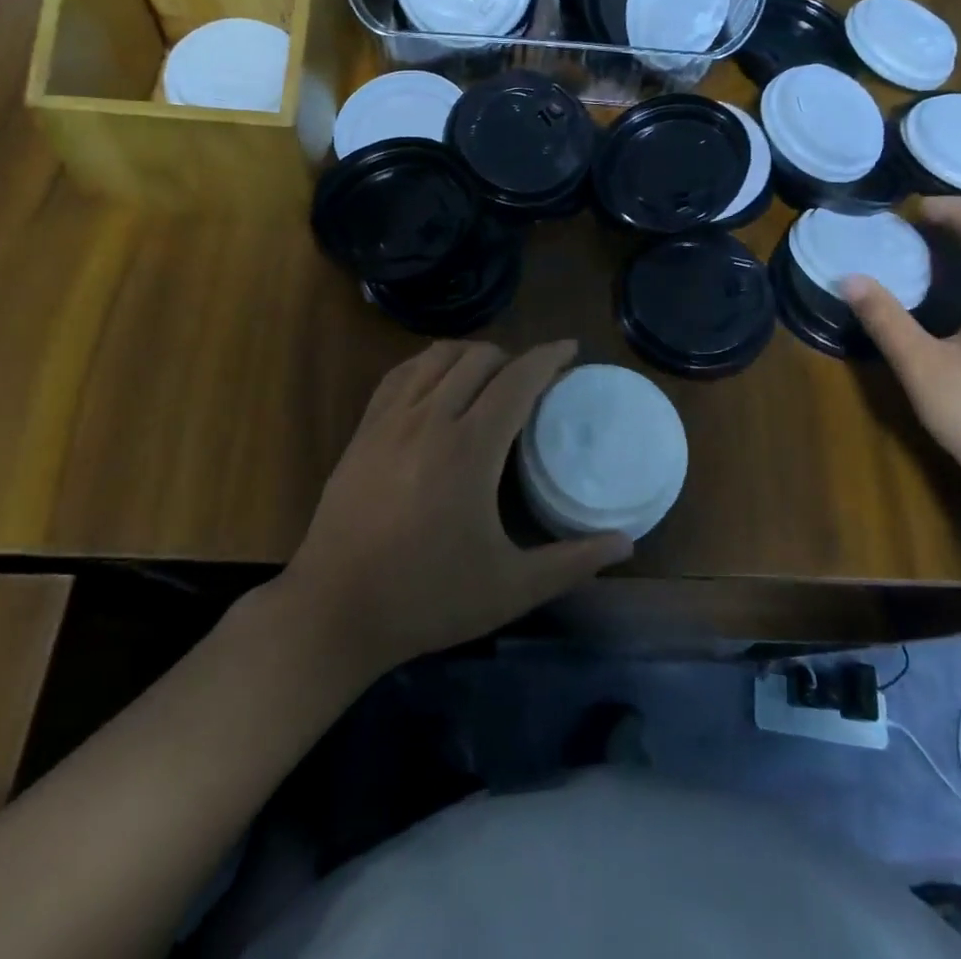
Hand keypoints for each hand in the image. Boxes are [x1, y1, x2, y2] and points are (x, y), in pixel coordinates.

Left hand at [281, 340, 631, 675]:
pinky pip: (401, 373)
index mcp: (470, 449)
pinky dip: (429, 364)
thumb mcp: (510, 588)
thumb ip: (572, 562)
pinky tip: (437, 382)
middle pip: (479, 358)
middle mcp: (430, 419)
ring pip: (437, 357)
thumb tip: (627, 542)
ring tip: (490, 376)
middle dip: (514, 357)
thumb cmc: (427, 599)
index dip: (548, 357)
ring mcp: (390, 420)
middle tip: (534, 380)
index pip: (517, 380)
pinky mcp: (363, 429)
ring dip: (472, 355)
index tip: (571, 348)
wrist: (333, 611)